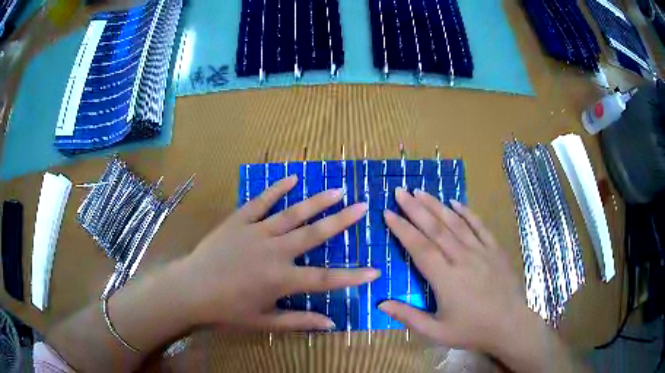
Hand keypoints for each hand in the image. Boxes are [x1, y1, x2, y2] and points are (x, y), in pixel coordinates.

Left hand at [176, 176, 378, 331]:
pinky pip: (260, 202)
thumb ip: (299, 321)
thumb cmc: (227, 310)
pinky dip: (276, 189)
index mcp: (282, 279)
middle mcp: (275, 252)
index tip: (375, 270)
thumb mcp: (264, 321)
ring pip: (292, 214)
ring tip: (337, 190)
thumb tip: (331, 324)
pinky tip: (292, 178)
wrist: (190, 289)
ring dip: (316, 201)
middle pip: (314, 234)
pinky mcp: (238, 221)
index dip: (352, 276)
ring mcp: (256, 233)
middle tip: (361, 207)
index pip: (326, 279)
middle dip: (341, 221)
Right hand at [379, 188, 528, 353]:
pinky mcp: (495, 250)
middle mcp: (462, 258)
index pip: (419, 247)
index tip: (388, 212)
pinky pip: (479, 226)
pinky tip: (455, 202)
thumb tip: (380, 303)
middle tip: (400, 191)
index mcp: (445, 278)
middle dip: (415, 208)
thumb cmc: (472, 331)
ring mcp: (481, 251)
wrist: (509, 325)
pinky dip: (467, 212)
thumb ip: (408, 317)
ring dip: (436, 205)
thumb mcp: (436, 332)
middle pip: (435, 228)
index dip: (402, 229)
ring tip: (420, 191)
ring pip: (455, 222)